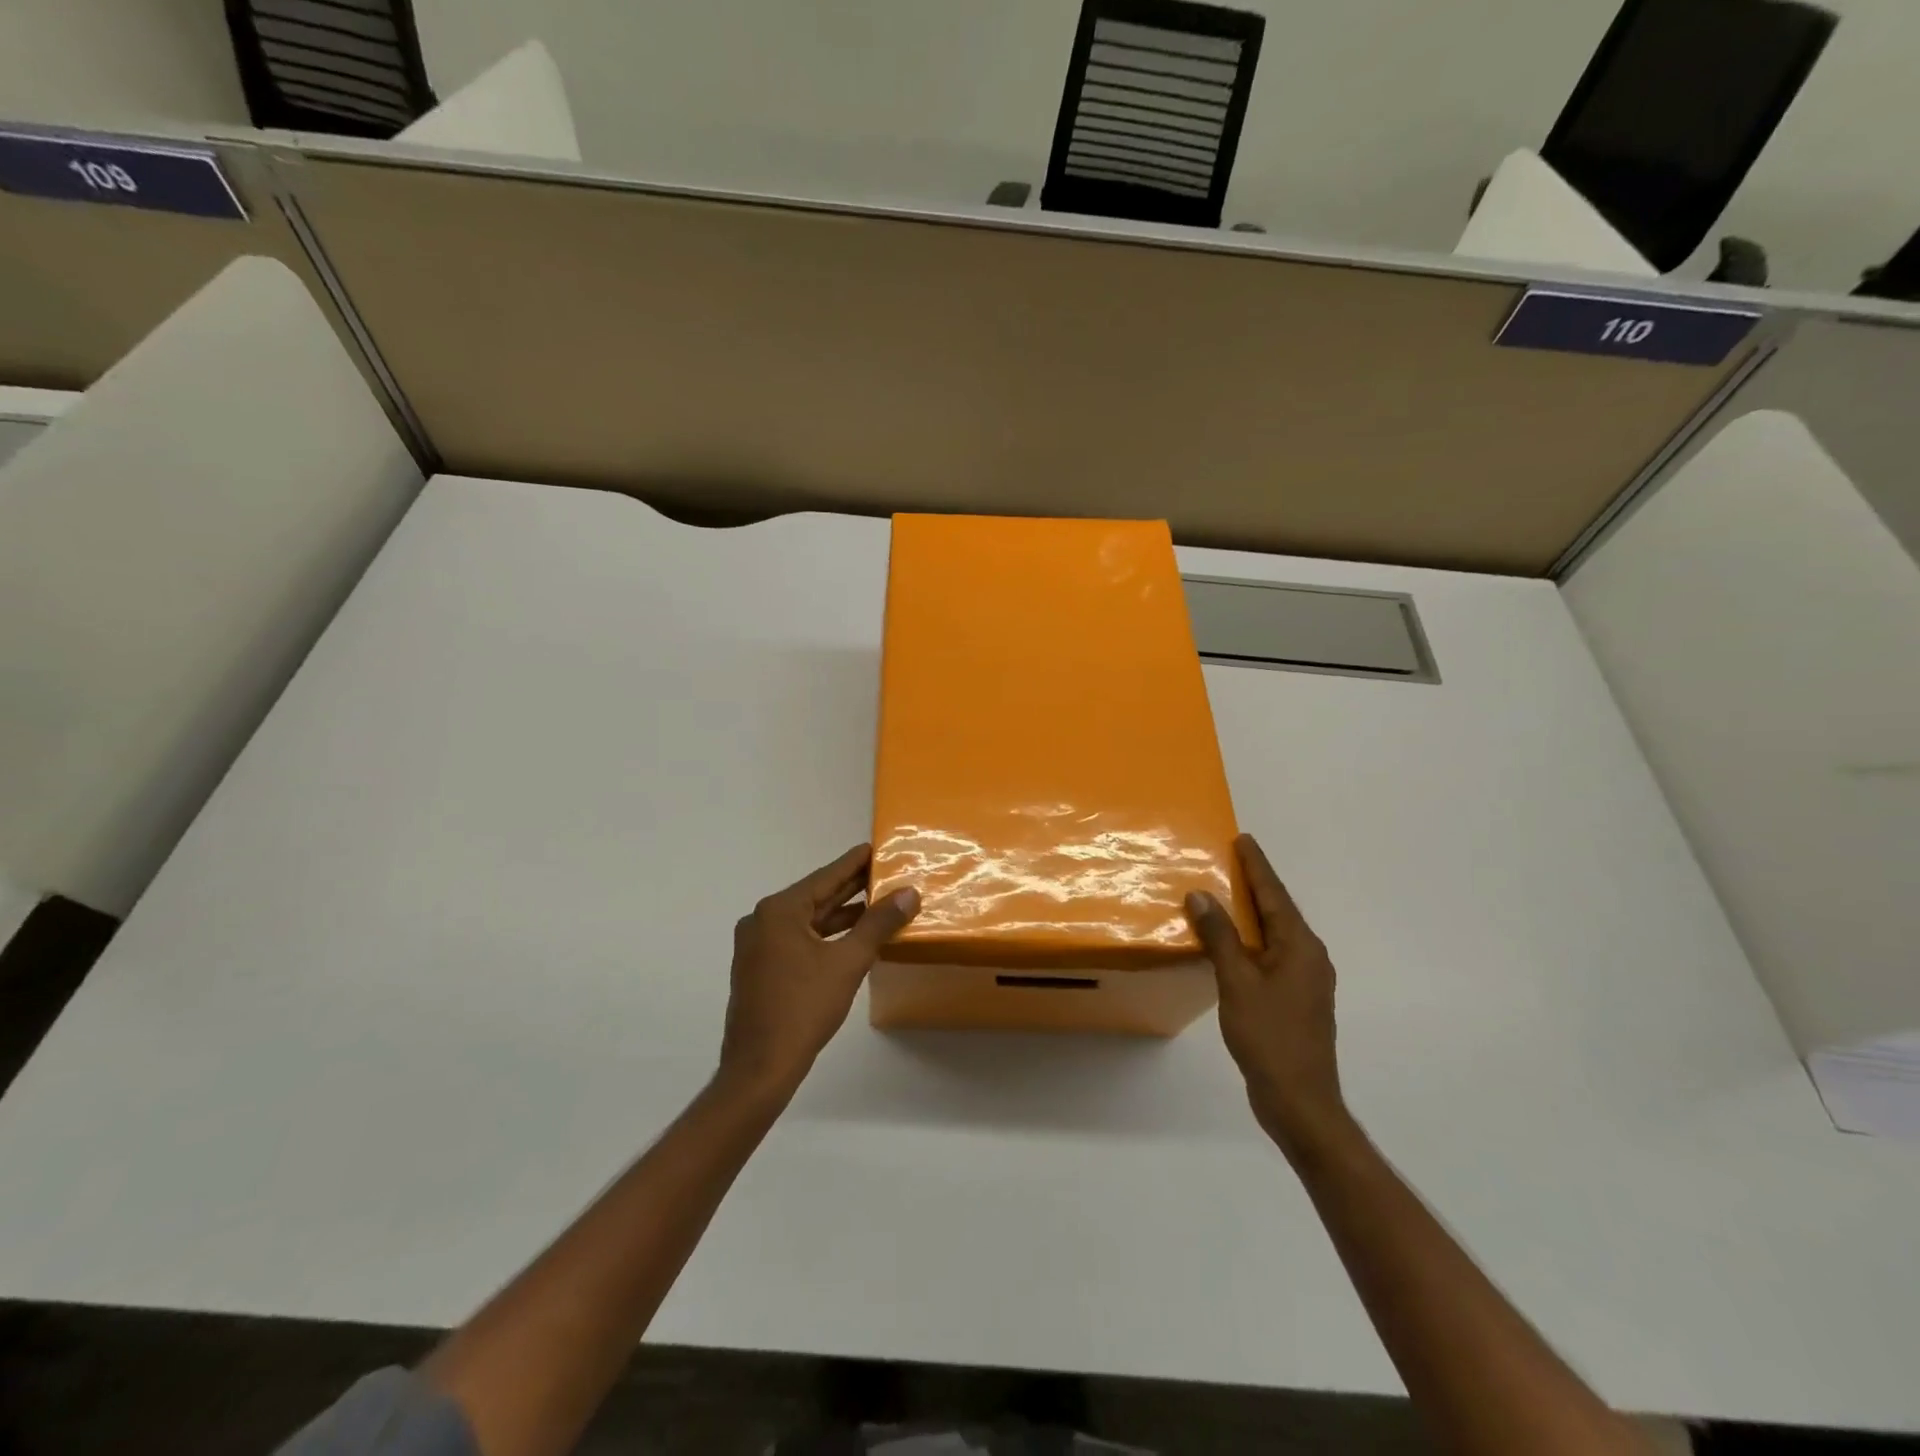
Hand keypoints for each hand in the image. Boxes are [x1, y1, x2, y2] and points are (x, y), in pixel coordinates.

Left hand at [719, 844, 919, 1100]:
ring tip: (879, 905)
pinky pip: (799, 940)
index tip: (877, 848)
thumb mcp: (848, 962)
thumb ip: (878, 924)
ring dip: (842, 916)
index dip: (854, 863)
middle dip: (851, 889)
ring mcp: (758, 946)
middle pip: (816, 897)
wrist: (760, 1067)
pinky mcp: (761, 969)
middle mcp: (763, 921)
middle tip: (886, 874)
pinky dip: (826, 936)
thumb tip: (909, 893)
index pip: (825, 877)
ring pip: (808, 921)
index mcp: (779, 911)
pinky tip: (853, 939)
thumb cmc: (803, 1008)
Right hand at [1186, 834, 1349, 1160]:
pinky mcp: (1296, 1000)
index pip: (1275, 895)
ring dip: (1253, 913)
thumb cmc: (1269, 1037)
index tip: (1244, 840)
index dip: (1258, 867)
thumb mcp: (1238, 983)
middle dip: (1256, 885)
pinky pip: (1272, 955)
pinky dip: (1252, 940)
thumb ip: (1220, 937)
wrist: (1300, 1101)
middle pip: (1279, 911)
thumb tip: (1201, 895)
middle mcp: (1309, 957)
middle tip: (1232, 859)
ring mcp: (1306, 981)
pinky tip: (1233, 944)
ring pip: (1276, 934)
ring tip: (1227, 894)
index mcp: (1300, 947)